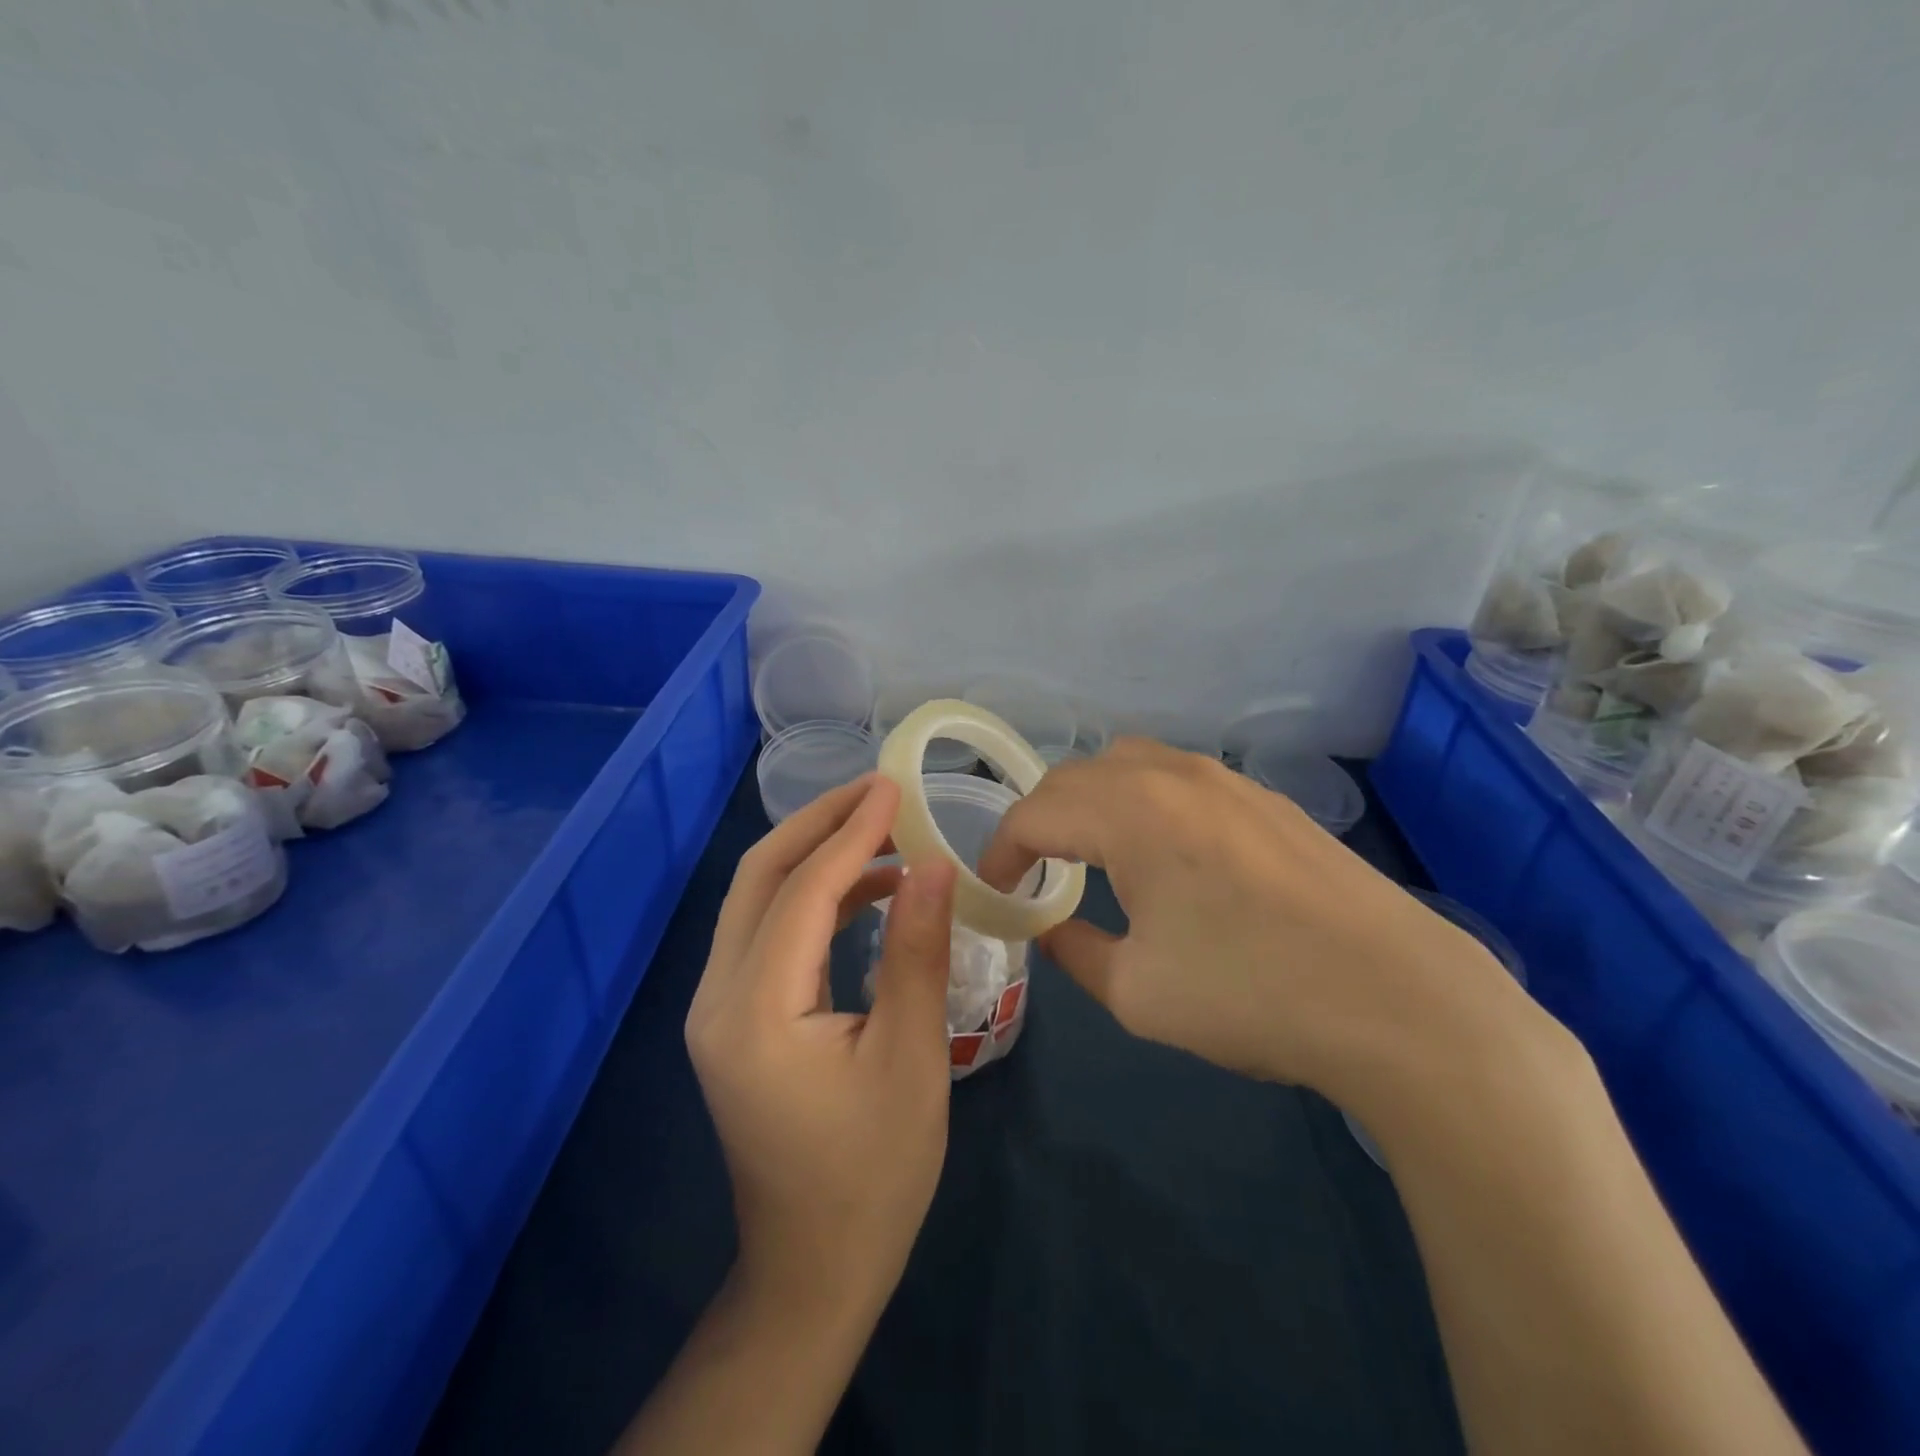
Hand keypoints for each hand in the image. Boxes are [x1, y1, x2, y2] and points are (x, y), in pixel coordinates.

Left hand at [686, 776, 956, 1320]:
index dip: (851, 833)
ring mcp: (717, 1008)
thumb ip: (917, 952)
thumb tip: (934, 864)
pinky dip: (814, 897)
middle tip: (880, 792)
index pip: (802, 891)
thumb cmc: (874, 1174)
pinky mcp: (734, 1018)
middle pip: (759, 878)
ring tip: (882, 832)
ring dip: (815, 855)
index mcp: (755, 1011)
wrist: (814, 1268)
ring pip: (758, 900)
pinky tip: (867, 889)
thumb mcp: (912, 1058)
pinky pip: (768, 933)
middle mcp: (717, 998)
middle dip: (819, 824)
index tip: (894, 788)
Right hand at [977, 740, 1532, 1106]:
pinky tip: (1163, 851)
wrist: (1399, 999)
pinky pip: (1177, 778)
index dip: (1000, 852)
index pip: (1034, 814)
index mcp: (1129, 813)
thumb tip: (1049, 930)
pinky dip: (1141, 800)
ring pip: (1127, 764)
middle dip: (1040, 819)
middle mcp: (1171, 776)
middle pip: (1074, 776)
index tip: (993, 892)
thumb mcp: (1137, 992)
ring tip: (1089, 852)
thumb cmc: (1251, 994)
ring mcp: (1225, 780)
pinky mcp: (1265, 798)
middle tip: (1034, 871)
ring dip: (1091, 800)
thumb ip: (1074, 952)